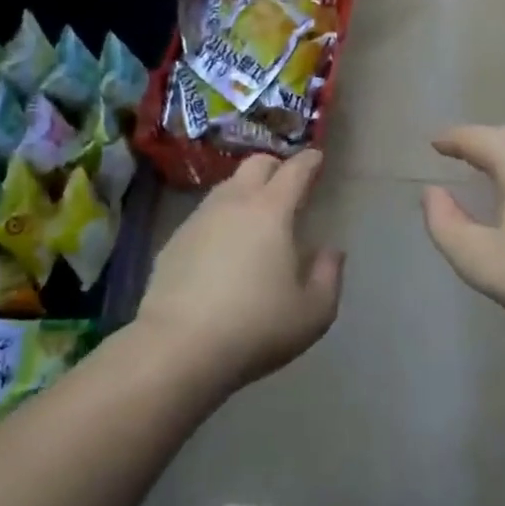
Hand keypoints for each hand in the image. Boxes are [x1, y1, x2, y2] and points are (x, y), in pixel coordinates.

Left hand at [136, 150, 344, 390]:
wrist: (178, 347)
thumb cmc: (255, 327)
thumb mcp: (313, 312)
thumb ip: (329, 276)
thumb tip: (331, 252)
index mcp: (271, 211)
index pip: (294, 171)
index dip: (309, 161)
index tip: (317, 158)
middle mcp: (233, 203)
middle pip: (255, 165)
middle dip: (276, 166)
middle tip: (288, 184)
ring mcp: (198, 220)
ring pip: (226, 187)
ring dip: (246, 191)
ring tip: (257, 216)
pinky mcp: (173, 242)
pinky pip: (204, 216)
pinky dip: (221, 219)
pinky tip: (224, 247)